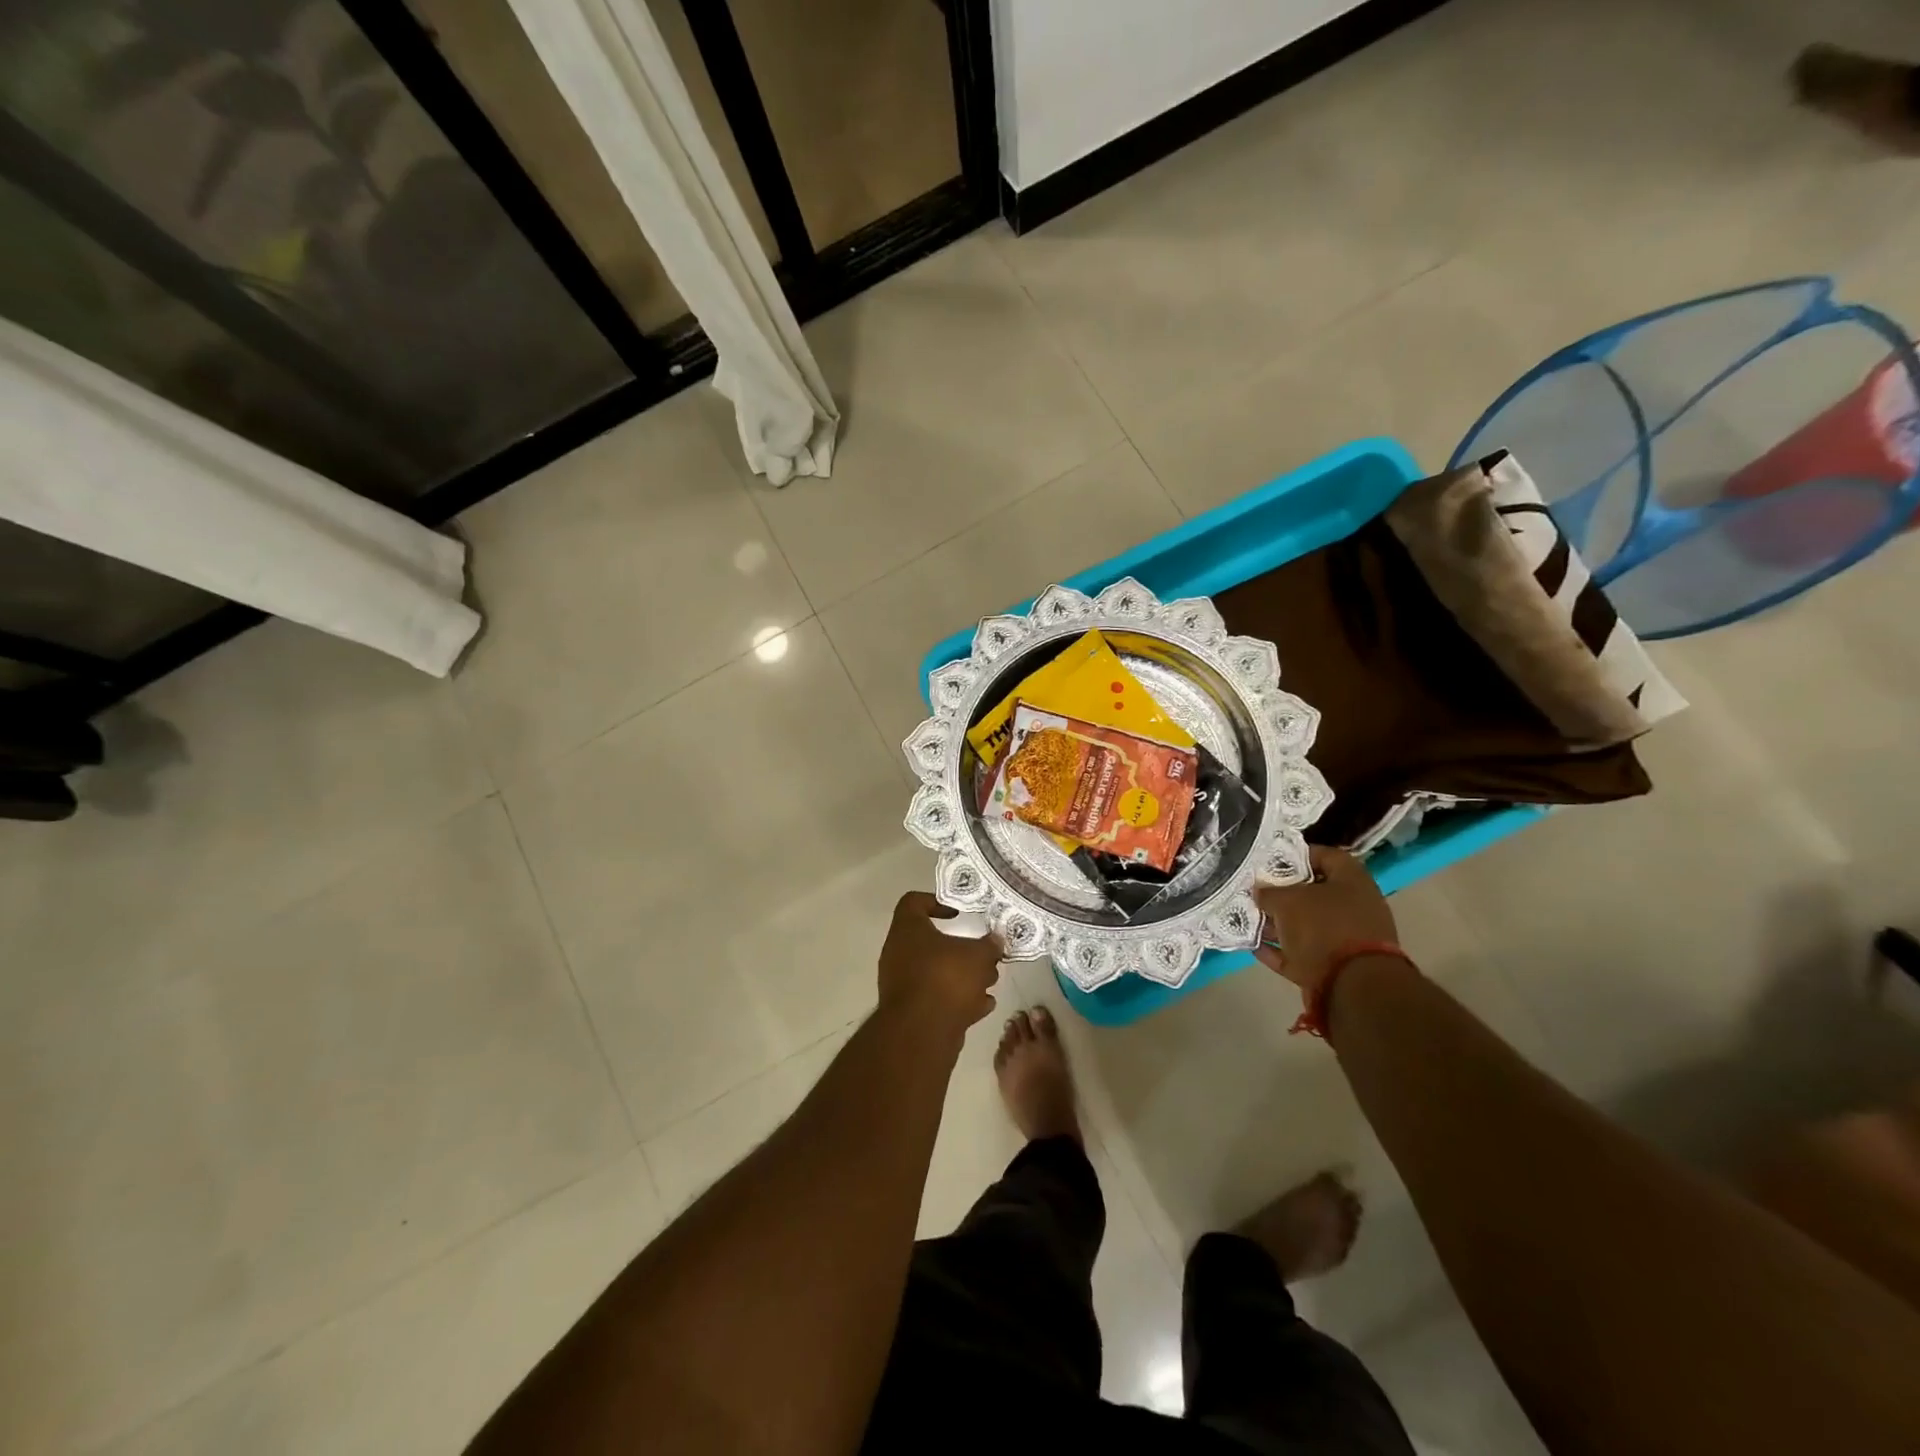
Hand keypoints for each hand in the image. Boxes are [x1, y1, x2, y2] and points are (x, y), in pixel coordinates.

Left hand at [878, 892, 1004, 1032]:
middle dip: (961, 948)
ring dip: (963, 975)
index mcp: (907, 930)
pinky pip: (936, 997)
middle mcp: (899, 953)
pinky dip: (957, 999)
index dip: (936, 902)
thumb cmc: (946, 978)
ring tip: (990, 981)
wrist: (921, 1033)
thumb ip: (989, 945)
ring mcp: (902, 983)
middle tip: (983, 953)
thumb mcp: (978, 955)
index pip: (913, 902)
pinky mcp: (910, 1011)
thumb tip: (996, 940)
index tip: (958, 912)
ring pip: (936, 971)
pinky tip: (983, 1005)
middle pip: (931, 941)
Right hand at [1254, 846, 1397, 993]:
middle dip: (1282, 892)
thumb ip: (1269, 892)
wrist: (1353, 986)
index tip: (1270, 859)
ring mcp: (1347, 939)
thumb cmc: (1323, 927)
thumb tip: (1259, 891)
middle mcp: (1354, 907)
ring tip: (1248, 919)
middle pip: (1313, 893)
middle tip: (1255, 890)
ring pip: (1306, 925)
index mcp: (1352, 881)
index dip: (1296, 854)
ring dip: (1278, 924)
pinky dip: (1280, 950)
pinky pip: (1302, 953)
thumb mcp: (1287, 901)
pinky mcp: (1336, 968)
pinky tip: (1254, 946)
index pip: (1325, 855)